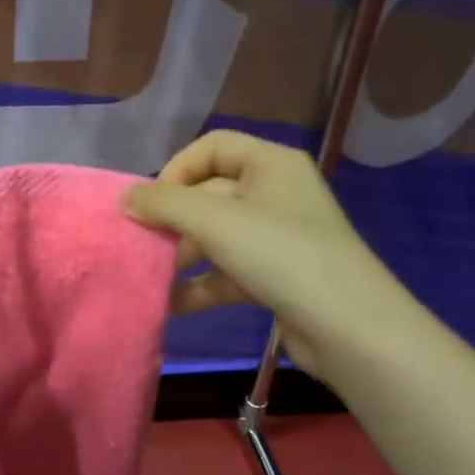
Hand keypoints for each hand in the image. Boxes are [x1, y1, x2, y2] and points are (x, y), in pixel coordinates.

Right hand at [122, 131, 417, 378]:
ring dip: (181, 255)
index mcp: (271, 164)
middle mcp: (275, 193)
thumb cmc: (281, 255)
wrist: (349, 327)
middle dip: (172, 220)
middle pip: (210, 194)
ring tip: (148, 277)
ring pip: (215, 236)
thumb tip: (125, 198)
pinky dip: (199, 284)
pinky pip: (227, 271)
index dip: (177, 169)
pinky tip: (169, 304)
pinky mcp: (275, 276)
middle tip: (140, 243)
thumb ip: (164, 204)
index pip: (212, 147)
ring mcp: (276, 237)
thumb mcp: (215, 222)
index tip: (152, 203)